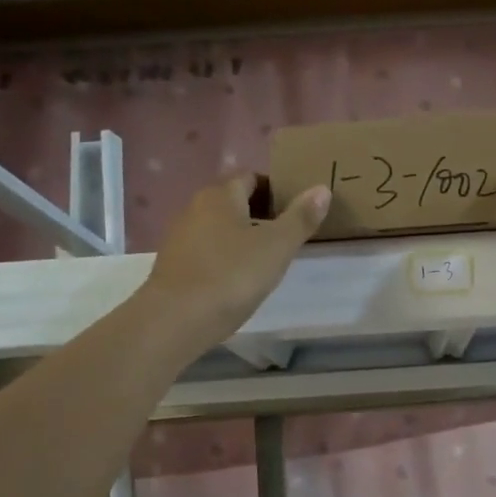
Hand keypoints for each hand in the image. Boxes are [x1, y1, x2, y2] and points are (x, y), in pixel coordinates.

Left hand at [142, 175, 330, 347]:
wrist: (177, 319)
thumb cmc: (232, 275)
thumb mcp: (276, 247)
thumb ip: (300, 218)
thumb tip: (322, 189)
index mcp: (221, 195)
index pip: (251, 177)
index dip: (275, 189)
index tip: (295, 210)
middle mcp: (195, 207)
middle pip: (233, 202)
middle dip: (259, 214)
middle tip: (286, 236)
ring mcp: (180, 237)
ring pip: (218, 228)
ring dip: (240, 237)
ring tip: (265, 260)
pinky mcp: (174, 265)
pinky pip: (206, 251)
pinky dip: (224, 258)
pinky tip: (237, 280)